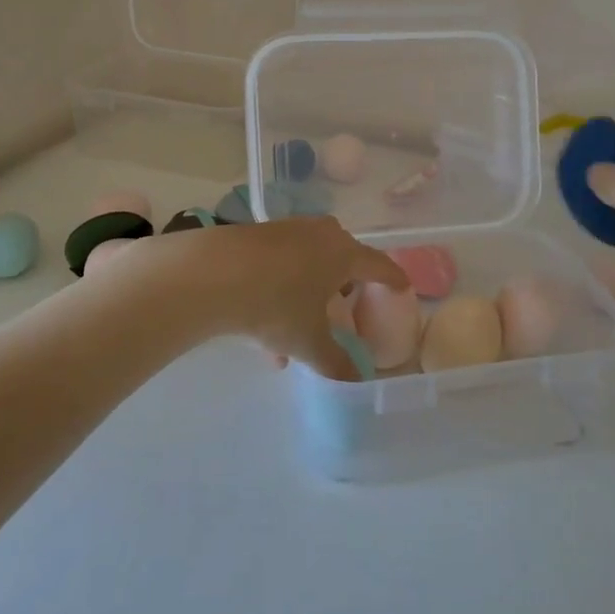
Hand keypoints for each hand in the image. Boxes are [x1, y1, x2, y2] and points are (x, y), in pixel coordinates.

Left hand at [122, 217, 408, 383]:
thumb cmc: (275, 304)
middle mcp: (319, 235)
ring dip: (307, 296)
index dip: (393, 279)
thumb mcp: (308, 342)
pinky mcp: (256, 236)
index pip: (379, 265)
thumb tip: (354, 382)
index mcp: (343, 253)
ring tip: (294, 337)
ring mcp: (287, 231)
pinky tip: (262, 331)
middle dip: (344, 285)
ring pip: (307, 265)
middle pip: (342, 258)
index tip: (403, 288)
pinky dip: (280, 292)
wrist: (211, 274)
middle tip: (345, 306)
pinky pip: (280, 266)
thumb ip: (335, 363)